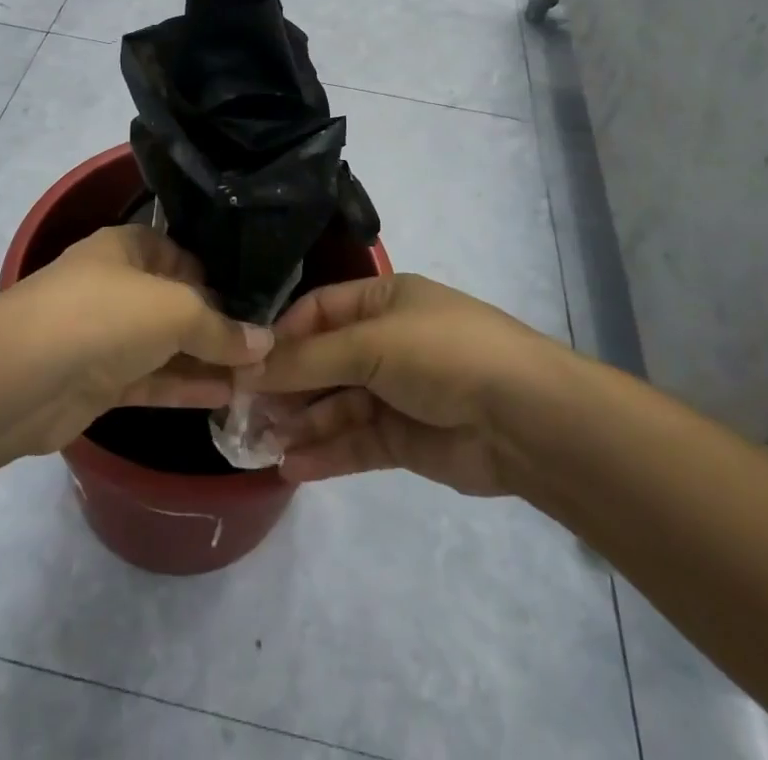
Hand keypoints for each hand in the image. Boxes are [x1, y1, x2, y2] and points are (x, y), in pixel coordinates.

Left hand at [3, 225, 272, 453]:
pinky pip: (152, 380)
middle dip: (218, 323)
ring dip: (206, 360)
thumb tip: (264, 343)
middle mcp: (116, 286)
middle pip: (176, 302)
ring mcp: (105, 336)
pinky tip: (226, 396)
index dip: (218, 274)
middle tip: (268, 345)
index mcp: (127, 248)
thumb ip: (221, 328)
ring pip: (166, 345)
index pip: (182, 254)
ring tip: (258, 376)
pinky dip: (185, 386)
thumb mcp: (175, 310)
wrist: (22, 377)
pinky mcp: (99, 382)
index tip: (258, 299)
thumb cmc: (105, 315)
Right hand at [243, 273, 570, 496]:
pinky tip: (292, 467)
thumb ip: (309, 359)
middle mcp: (386, 341)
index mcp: (383, 301)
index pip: (319, 311)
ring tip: (260, 442)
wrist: (526, 419)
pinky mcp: (405, 439)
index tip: (245, 362)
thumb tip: (249, 366)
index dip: (282, 335)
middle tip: (242, 411)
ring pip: (335, 405)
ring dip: (301, 422)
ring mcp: (396, 392)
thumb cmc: (442, 354)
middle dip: (286, 385)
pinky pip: (355, 442)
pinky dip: (325, 453)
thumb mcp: (371, 343)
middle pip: (322, 361)